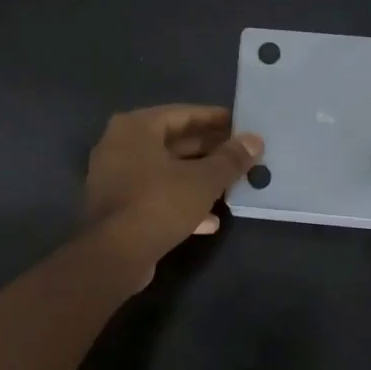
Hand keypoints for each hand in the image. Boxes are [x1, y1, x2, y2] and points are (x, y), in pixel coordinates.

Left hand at [86, 105, 262, 272]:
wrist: (115, 256)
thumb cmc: (159, 203)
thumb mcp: (203, 180)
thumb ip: (230, 159)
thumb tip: (255, 140)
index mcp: (135, 127)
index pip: (182, 113)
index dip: (214, 119)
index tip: (241, 125)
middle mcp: (120, 146)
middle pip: (173, 142)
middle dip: (209, 151)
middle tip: (241, 156)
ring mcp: (115, 178)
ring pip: (166, 171)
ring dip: (198, 179)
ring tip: (231, 186)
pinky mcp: (118, 207)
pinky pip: (155, 195)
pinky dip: (181, 202)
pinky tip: (211, 220)